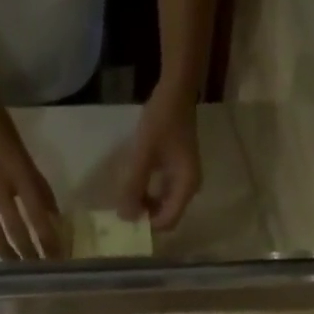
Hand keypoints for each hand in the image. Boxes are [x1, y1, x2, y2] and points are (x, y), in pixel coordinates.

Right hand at [0, 94, 63, 260]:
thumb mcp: (23, 151)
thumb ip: (38, 184)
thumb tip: (53, 214)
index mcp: (19, 174)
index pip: (39, 216)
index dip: (50, 241)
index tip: (58, 259)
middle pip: (18, 231)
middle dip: (31, 254)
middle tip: (40, 269)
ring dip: (8, 254)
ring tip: (18, 266)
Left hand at [117, 81, 201, 232]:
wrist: (177, 90)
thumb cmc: (162, 120)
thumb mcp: (143, 154)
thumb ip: (134, 186)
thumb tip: (125, 217)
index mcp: (186, 187)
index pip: (167, 221)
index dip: (147, 224)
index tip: (127, 215)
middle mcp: (189, 189)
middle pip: (166, 216)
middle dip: (146, 216)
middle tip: (124, 207)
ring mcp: (185, 180)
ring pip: (164, 205)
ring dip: (146, 205)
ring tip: (127, 195)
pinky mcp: (179, 172)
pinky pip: (163, 193)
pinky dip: (149, 194)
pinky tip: (135, 184)